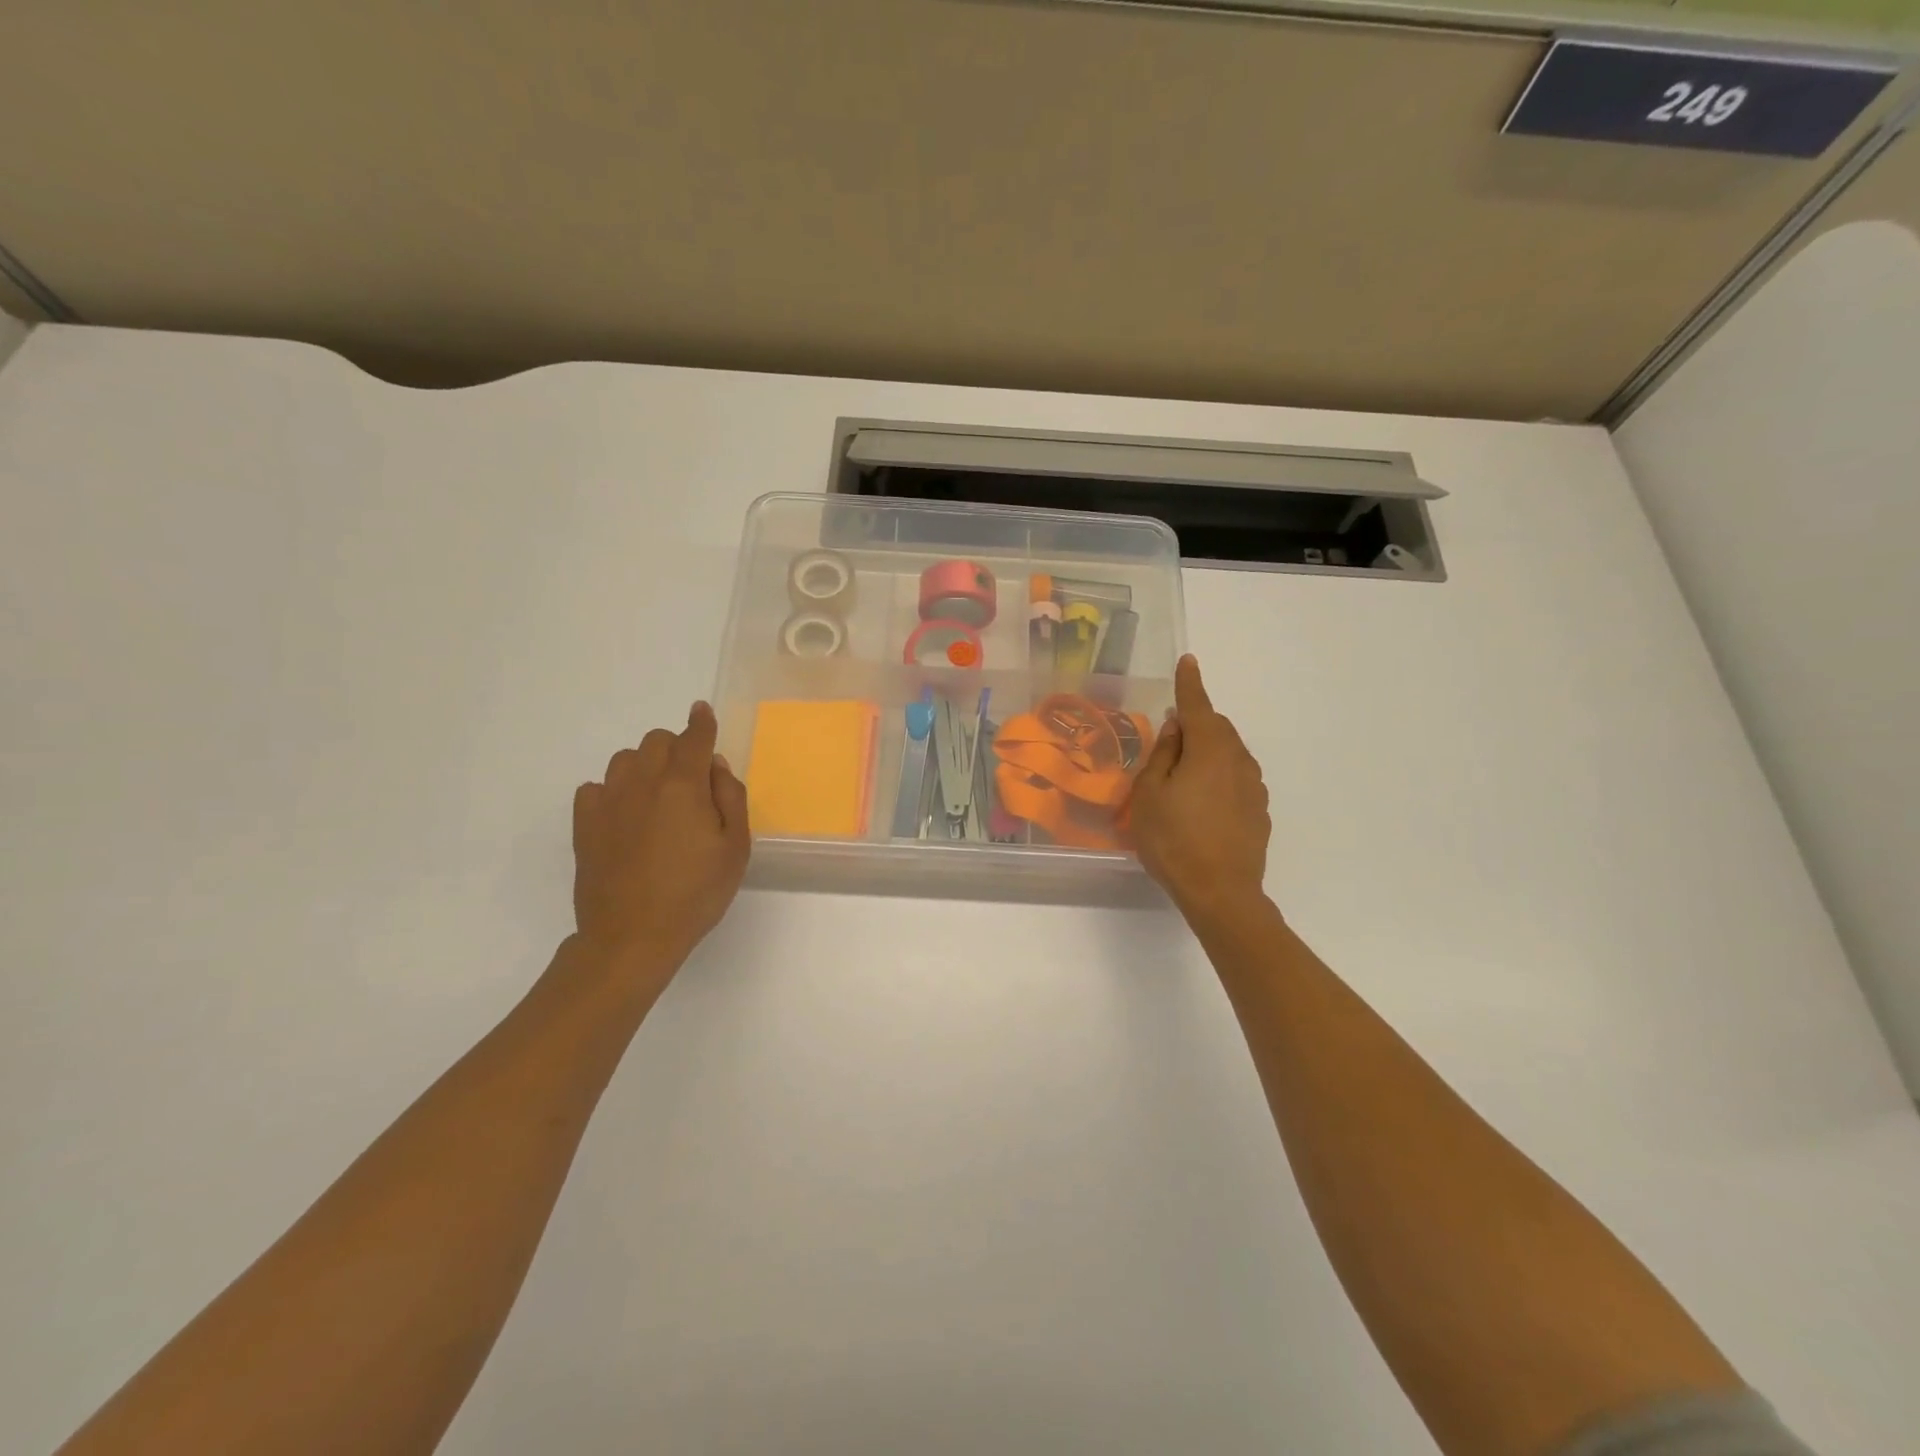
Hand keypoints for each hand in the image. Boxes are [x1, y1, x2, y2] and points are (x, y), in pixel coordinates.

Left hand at [572, 702, 750, 971]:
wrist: (632, 937)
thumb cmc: (695, 894)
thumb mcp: (735, 849)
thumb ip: (731, 798)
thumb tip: (715, 766)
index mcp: (683, 785)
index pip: (693, 738)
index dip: (701, 723)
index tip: (702, 712)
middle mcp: (642, 782)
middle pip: (656, 740)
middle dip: (676, 748)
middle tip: (690, 779)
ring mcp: (607, 802)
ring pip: (625, 759)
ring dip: (645, 766)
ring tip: (657, 797)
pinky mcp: (584, 824)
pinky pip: (596, 787)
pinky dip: (614, 791)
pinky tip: (625, 815)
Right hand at [1129, 655, 1270, 920]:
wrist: (1221, 893)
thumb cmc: (1173, 840)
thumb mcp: (1150, 794)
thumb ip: (1163, 754)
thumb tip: (1176, 727)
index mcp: (1209, 750)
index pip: (1197, 706)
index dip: (1189, 683)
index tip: (1188, 661)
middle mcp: (1238, 760)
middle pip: (1217, 728)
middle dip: (1196, 723)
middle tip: (1170, 739)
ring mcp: (1254, 787)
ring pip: (1229, 753)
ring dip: (1207, 751)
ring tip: (1182, 775)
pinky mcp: (1259, 811)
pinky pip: (1236, 778)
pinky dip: (1219, 776)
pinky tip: (1202, 803)